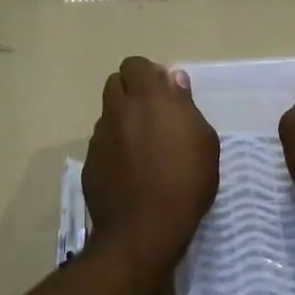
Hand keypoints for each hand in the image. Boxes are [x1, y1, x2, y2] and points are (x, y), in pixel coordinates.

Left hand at [83, 57, 219, 274]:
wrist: (144, 229)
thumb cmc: (185, 183)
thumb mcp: (204, 143)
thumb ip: (186, 106)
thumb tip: (174, 80)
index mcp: (149, 99)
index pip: (136, 65)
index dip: (149, 74)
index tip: (165, 92)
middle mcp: (119, 111)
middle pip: (116, 82)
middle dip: (132, 90)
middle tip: (153, 113)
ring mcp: (100, 136)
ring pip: (108, 113)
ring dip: (123, 118)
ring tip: (142, 144)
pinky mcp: (90, 161)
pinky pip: (102, 142)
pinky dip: (114, 146)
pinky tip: (130, 169)